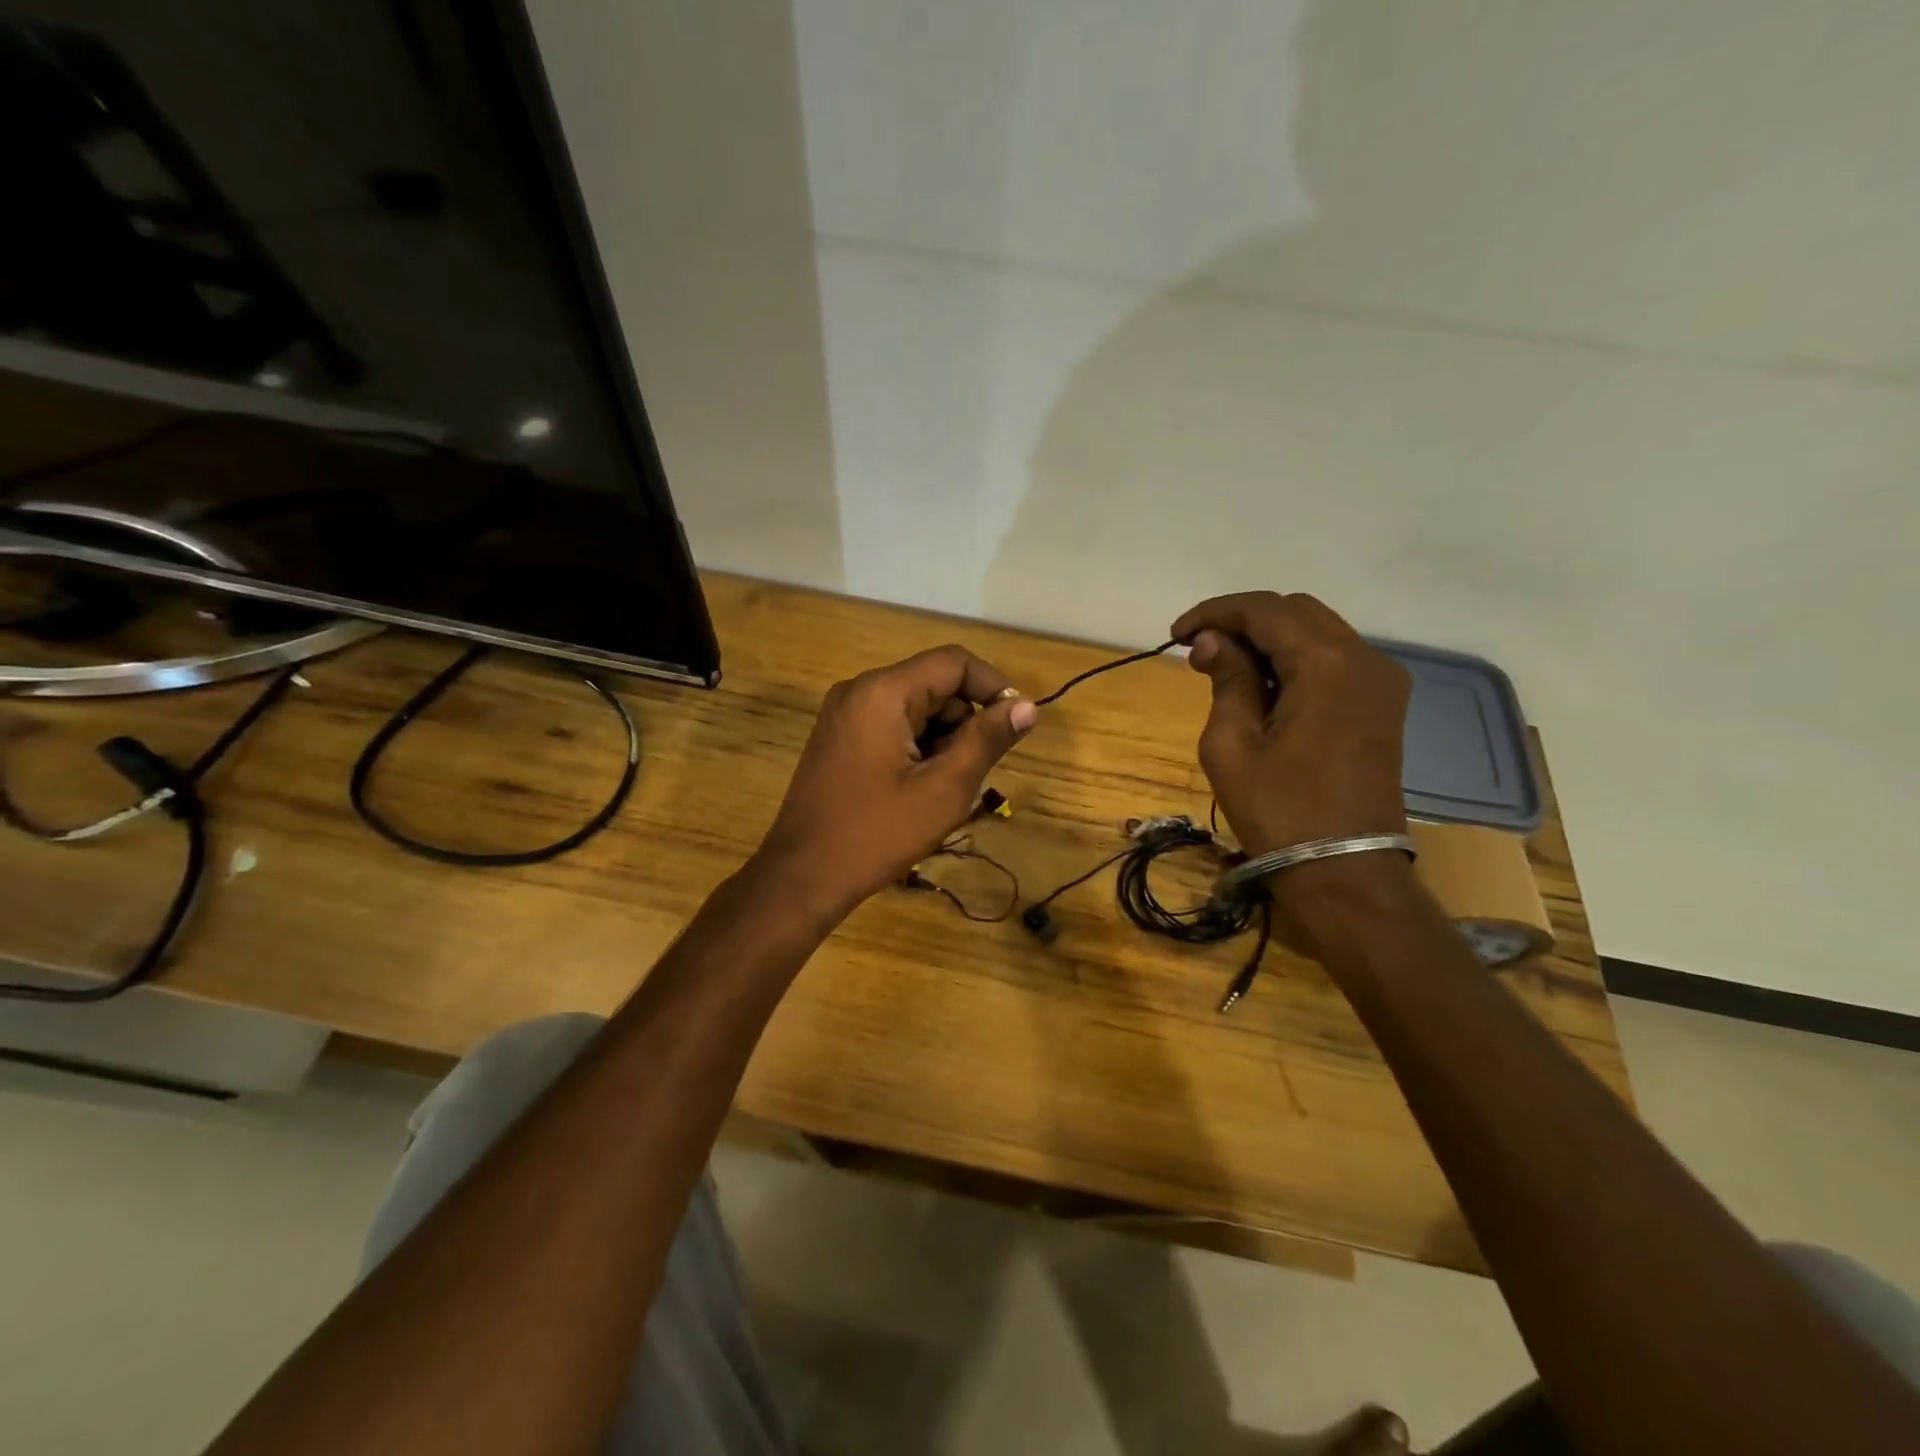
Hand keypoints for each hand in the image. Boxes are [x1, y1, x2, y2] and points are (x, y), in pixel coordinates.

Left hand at [753, 645, 1038, 920]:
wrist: (803, 876)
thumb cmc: (878, 833)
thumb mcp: (944, 788)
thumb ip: (987, 740)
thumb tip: (1027, 707)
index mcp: (883, 692)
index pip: (954, 663)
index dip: (994, 687)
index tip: (1017, 725)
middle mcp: (859, 690)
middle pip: (934, 684)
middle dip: (965, 722)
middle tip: (974, 772)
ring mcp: (844, 713)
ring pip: (915, 708)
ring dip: (943, 739)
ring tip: (943, 789)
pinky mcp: (839, 737)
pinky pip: (892, 725)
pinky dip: (917, 747)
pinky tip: (918, 789)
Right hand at [1170, 591, 1409, 859]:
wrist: (1344, 870)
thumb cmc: (1279, 810)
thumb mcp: (1233, 744)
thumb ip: (1227, 679)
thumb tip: (1214, 641)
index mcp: (1327, 664)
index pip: (1264, 610)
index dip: (1215, 612)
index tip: (1176, 634)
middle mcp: (1364, 659)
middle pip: (1295, 612)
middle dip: (1242, 621)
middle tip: (1198, 650)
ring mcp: (1381, 681)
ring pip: (1317, 632)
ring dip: (1268, 638)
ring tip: (1223, 666)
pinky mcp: (1382, 704)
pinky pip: (1334, 659)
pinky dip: (1294, 659)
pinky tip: (1263, 685)